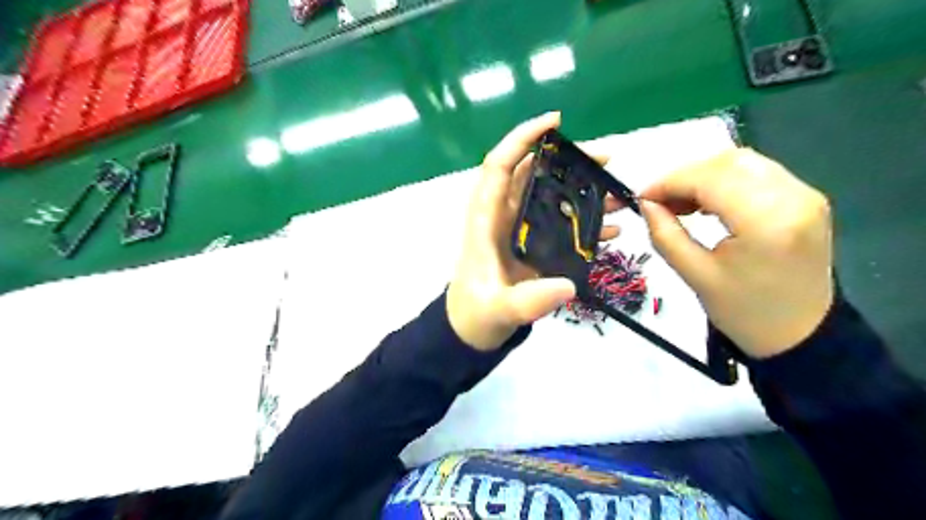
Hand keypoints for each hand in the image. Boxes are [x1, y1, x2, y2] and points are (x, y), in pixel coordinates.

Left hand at [448, 111, 616, 351]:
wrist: (473, 330)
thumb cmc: (476, 313)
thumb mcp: (498, 309)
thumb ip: (528, 301)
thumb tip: (567, 286)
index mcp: (486, 219)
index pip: (500, 165)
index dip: (523, 138)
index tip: (555, 122)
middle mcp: (503, 216)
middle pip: (534, 174)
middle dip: (569, 161)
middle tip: (607, 159)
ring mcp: (520, 230)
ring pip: (551, 197)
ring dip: (583, 191)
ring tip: (618, 194)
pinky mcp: (533, 245)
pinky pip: (560, 224)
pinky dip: (584, 223)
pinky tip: (610, 231)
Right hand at [642, 147, 835, 357]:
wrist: (800, 334)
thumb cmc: (744, 312)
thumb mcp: (695, 276)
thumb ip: (666, 235)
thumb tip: (646, 204)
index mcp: (767, 222)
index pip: (710, 179)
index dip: (669, 182)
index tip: (641, 197)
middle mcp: (793, 197)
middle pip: (728, 162)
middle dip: (684, 176)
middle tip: (658, 201)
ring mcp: (805, 195)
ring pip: (742, 163)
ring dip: (703, 176)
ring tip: (679, 203)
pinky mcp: (806, 199)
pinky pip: (757, 174)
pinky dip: (724, 181)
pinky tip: (706, 202)